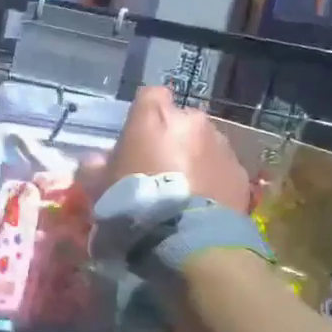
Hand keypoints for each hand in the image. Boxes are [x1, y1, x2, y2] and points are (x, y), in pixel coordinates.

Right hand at [106, 85, 251, 212]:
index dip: (143, 114)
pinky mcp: (239, 171)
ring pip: (203, 143)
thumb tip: (92, 161)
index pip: (149, 96)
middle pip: (180, 121)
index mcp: (154, 117)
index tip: (137, 137)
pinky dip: (213, 179)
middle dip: (171, 138)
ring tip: (183, 190)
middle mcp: (191, 122)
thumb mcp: (100, 187)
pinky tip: (201, 202)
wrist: (186, 236)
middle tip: (158, 168)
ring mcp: (220, 144)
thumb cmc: (136, 202)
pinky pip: (221, 168)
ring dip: (194, 158)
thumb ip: (94, 168)